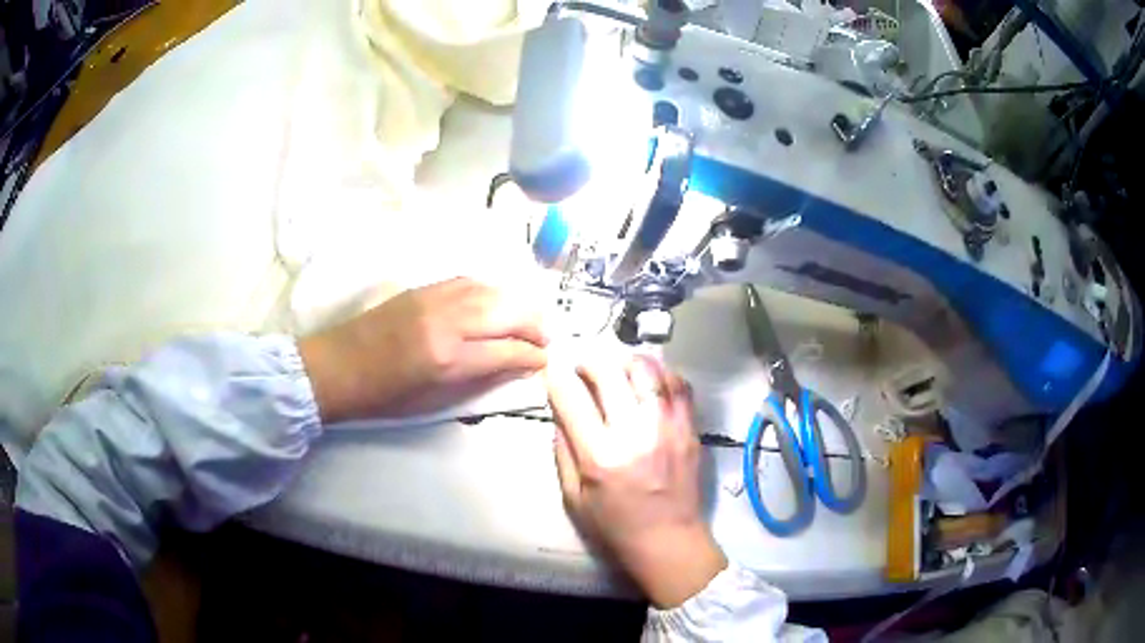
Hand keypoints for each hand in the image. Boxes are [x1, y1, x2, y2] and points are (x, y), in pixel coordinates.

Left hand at [299, 277, 547, 422]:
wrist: (337, 366)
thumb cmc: (384, 396)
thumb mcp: (433, 401)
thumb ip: (478, 382)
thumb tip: (514, 368)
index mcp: (448, 359)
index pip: (507, 350)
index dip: (533, 356)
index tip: (545, 362)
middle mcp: (447, 322)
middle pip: (507, 312)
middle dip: (535, 324)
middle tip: (546, 338)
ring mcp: (435, 298)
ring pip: (492, 290)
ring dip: (518, 304)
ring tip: (530, 319)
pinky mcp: (424, 288)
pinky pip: (470, 282)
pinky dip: (492, 291)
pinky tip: (498, 302)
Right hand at [546, 355, 725, 607]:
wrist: (669, 540)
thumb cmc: (615, 526)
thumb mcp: (573, 497)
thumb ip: (563, 451)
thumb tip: (559, 410)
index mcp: (600, 457)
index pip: (572, 398)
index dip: (557, 375)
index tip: (553, 367)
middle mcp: (635, 434)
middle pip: (609, 372)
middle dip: (589, 361)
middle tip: (583, 367)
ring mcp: (668, 427)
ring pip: (647, 370)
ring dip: (625, 361)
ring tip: (616, 369)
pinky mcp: (690, 428)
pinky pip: (678, 384)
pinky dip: (660, 373)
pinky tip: (648, 380)